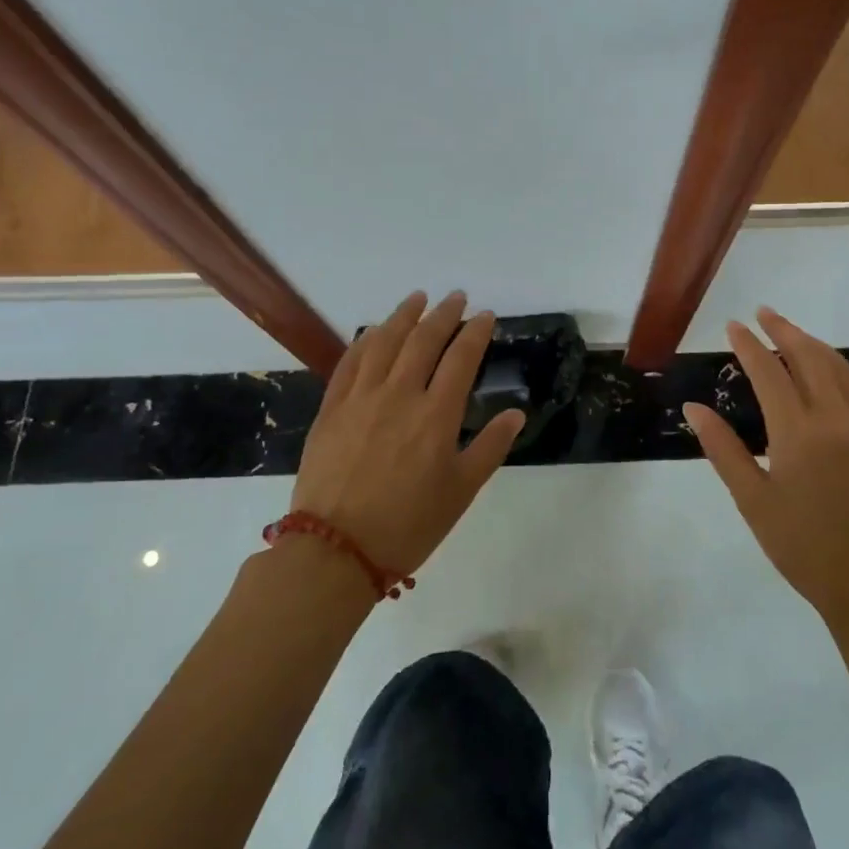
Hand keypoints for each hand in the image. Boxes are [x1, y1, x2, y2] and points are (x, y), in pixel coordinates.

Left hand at [291, 291, 524, 577]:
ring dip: (404, 315)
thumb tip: (516, 413)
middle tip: (455, 298)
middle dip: (443, 314)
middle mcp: (400, 395)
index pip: (461, 358)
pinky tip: (374, 332)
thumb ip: (490, 448)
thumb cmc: (408, 525)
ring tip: (418, 299)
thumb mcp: (461, 492)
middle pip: (423, 340)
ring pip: (385, 342)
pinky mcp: (332, 408)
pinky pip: (350, 362)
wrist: (335, 550)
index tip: (484, 315)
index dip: (475, 332)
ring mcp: (361, 398)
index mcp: (436, 415)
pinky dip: (366, 340)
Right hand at [684, 308, 848, 637]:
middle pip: (809, 357)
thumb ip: (723, 449)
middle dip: (783, 330)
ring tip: (789, 332)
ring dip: (812, 344)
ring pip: (839, 368)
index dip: (748, 346)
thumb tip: (693, 408)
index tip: (733, 326)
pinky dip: (837, 369)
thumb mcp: (753, 501)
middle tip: (762, 312)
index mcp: (799, 433)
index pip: (769, 373)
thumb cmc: (803, 548)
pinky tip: (826, 372)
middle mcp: (836, 419)